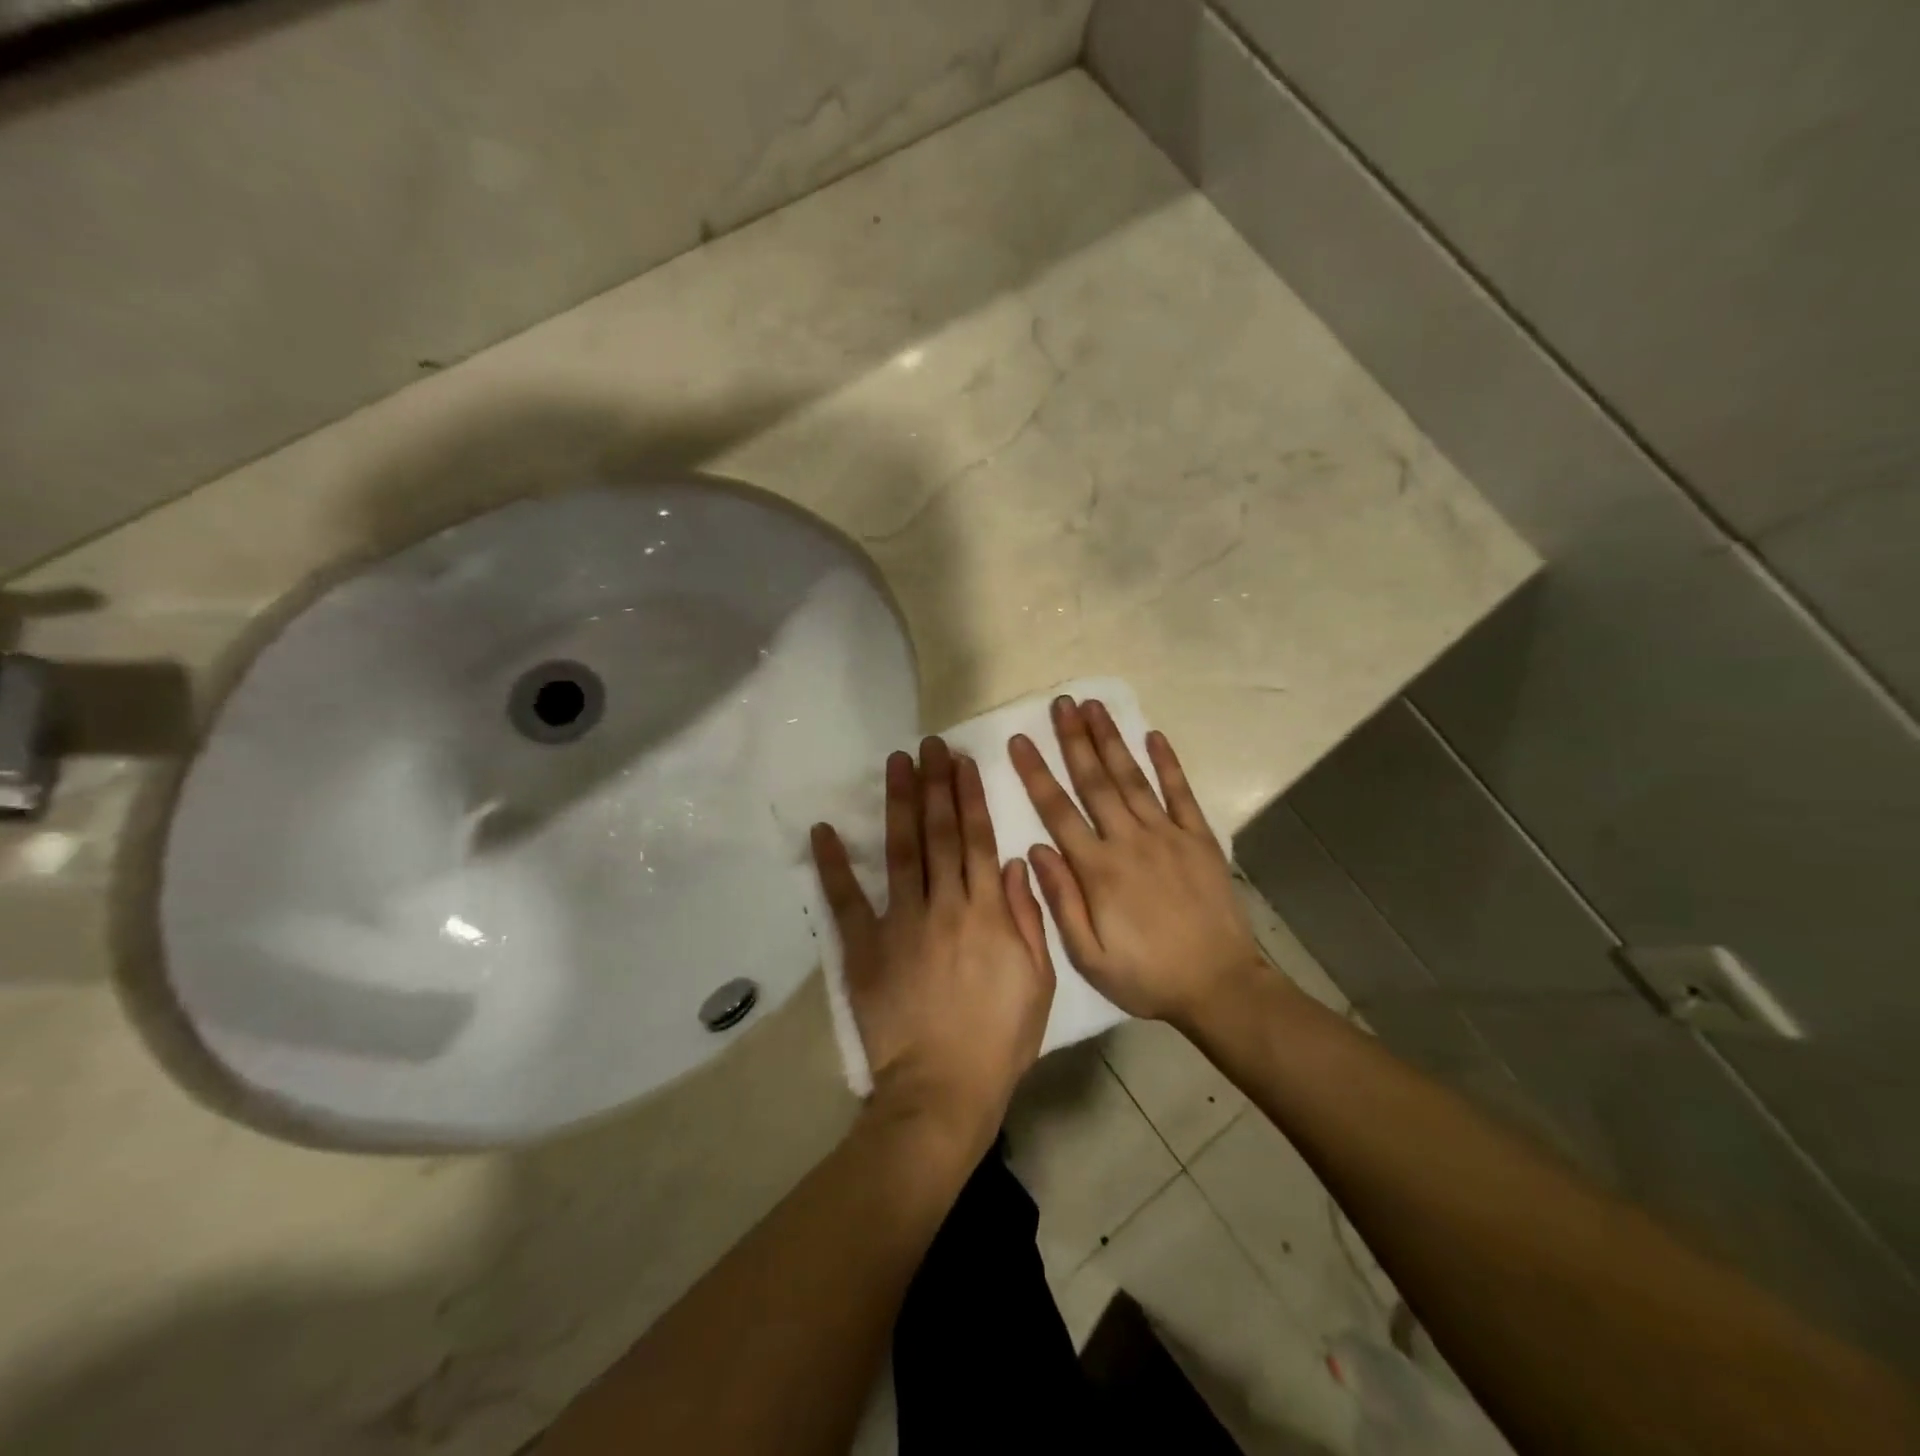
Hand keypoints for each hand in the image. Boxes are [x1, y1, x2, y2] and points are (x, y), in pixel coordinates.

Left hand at [811, 738, 1055, 1157]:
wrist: (943, 1089)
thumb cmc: (999, 1038)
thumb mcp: (1038, 981)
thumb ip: (1026, 919)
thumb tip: (1010, 864)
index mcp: (986, 912)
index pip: (977, 839)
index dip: (969, 796)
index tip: (962, 761)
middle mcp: (944, 906)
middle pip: (939, 834)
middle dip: (935, 785)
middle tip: (928, 744)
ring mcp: (901, 923)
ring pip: (901, 851)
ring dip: (899, 804)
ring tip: (896, 763)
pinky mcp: (865, 948)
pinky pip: (847, 900)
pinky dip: (834, 864)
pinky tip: (824, 829)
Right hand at [1010, 697, 1261, 1026]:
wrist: (1219, 986)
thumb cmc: (1146, 976)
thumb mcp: (1089, 956)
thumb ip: (1061, 901)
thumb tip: (1035, 851)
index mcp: (1098, 870)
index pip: (1058, 811)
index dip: (1036, 773)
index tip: (1020, 740)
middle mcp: (1130, 841)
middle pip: (1095, 781)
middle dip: (1074, 739)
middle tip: (1061, 703)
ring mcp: (1168, 835)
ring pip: (1133, 778)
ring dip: (1112, 740)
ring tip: (1095, 706)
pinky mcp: (1200, 839)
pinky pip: (1181, 793)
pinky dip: (1168, 763)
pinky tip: (1154, 735)